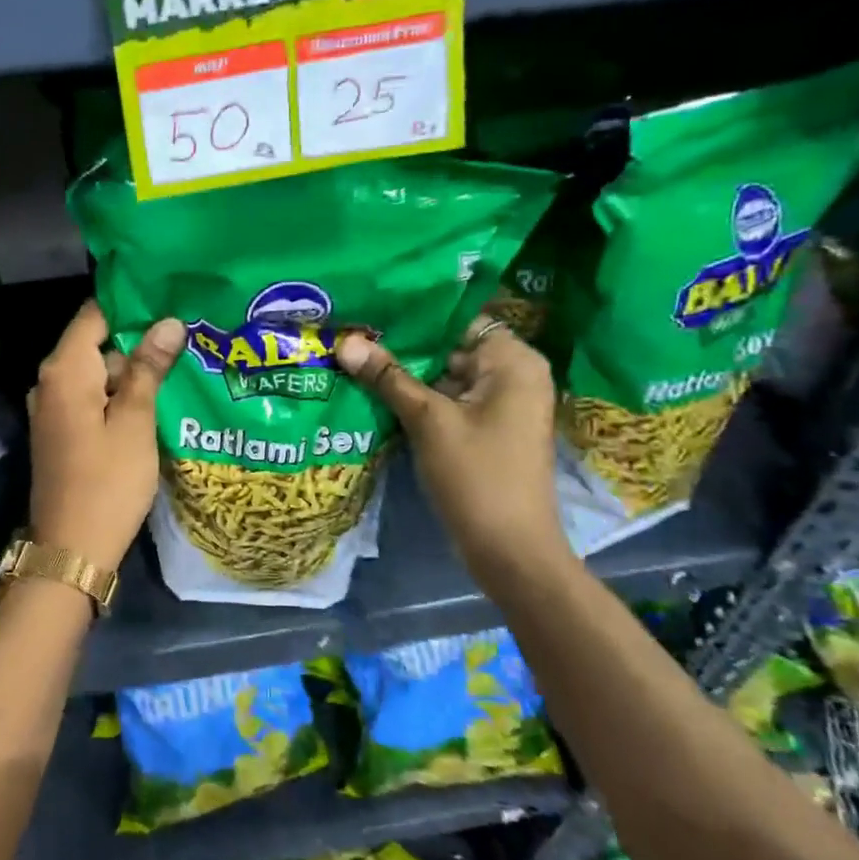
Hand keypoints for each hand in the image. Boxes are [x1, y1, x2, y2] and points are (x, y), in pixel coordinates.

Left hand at [27, 300, 185, 570]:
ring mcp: (52, 409)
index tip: (170, 301)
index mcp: (64, 371)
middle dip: (137, 343)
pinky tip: (152, 404)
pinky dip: (117, 397)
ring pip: (96, 374)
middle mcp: (49, 382)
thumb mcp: (135, 421)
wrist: (72, 550)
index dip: (131, 305)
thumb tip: (168, 321)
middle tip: (186, 341)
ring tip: (178, 370)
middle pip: (96, 344)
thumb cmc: (108, 482)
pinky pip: (90, 399)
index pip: (94, 314)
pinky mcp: (60, 432)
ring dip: (131, 373)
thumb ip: (148, 368)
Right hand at [335, 316, 571, 580]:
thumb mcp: (428, 421)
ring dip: (403, 373)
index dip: (413, 314)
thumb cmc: (477, 475)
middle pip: (449, 347)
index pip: (458, 319)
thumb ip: (387, 377)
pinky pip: (446, 401)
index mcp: (513, 362)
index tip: (369, 309)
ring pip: (443, 376)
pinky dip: (415, 398)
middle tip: (350, 332)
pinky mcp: (483, 430)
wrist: (509, 550)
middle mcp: (512, 375)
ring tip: (352, 356)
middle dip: (401, 345)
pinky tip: (372, 391)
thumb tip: (345, 341)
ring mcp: (498, 405)